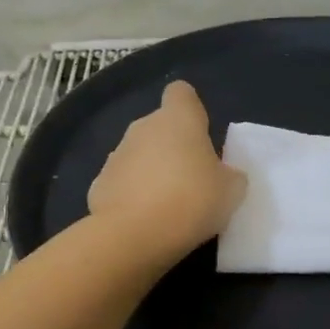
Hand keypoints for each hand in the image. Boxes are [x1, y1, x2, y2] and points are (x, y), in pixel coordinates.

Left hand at [88, 82, 245, 262]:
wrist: (133, 235)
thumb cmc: (191, 201)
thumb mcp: (231, 191)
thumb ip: (229, 175)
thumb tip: (223, 175)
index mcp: (178, 120)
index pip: (181, 93)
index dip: (191, 109)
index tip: (201, 133)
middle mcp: (142, 128)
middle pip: (159, 127)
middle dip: (172, 147)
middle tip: (192, 180)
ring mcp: (116, 155)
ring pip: (139, 155)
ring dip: (151, 172)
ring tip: (167, 206)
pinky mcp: (99, 184)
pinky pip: (122, 183)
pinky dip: (131, 196)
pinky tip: (143, 220)